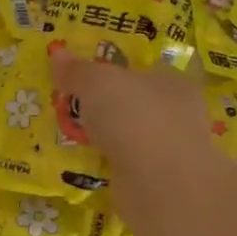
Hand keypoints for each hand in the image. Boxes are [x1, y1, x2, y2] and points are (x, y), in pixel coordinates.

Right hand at [51, 50, 210, 175]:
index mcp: (172, 81)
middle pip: (138, 102)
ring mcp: (171, 149)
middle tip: (75, 105)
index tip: (91, 76)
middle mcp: (178, 112)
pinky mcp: (159, 181)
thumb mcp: (96, 83)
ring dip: (108, 136)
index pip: (148, 68)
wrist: (159, 183)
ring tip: (73, 135)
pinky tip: (86, 162)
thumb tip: (57, 52)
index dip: (119, 69)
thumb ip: (77, 70)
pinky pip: (126, 164)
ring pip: (132, 135)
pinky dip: (109, 162)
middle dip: (110, 105)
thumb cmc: (134, 117)